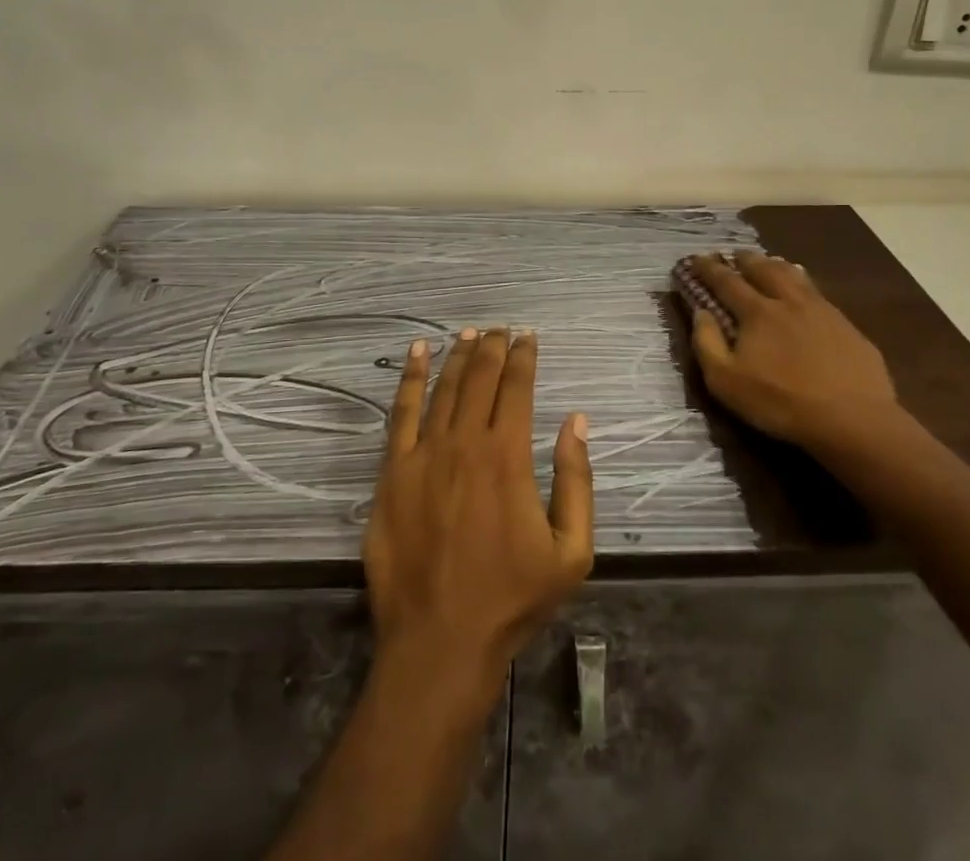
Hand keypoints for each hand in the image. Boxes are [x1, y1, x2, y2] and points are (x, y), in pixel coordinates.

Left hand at [363, 328, 593, 705]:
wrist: (439, 641)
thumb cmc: (511, 598)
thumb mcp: (571, 552)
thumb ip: (576, 480)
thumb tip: (576, 421)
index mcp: (507, 456)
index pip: (517, 388)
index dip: (523, 357)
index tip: (528, 336)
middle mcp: (464, 442)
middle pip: (479, 379)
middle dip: (492, 348)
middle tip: (499, 329)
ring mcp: (423, 454)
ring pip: (443, 388)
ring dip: (458, 356)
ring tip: (468, 333)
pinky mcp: (392, 470)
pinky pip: (401, 412)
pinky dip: (411, 378)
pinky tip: (419, 353)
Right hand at [688, 251, 900, 456]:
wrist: (853, 420)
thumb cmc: (781, 402)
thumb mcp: (726, 382)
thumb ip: (707, 343)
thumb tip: (701, 312)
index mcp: (757, 312)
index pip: (726, 281)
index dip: (709, 268)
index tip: (696, 258)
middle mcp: (788, 301)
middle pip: (763, 269)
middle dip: (745, 259)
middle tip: (734, 255)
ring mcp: (822, 311)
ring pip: (795, 276)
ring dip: (776, 265)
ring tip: (769, 262)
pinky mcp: (847, 326)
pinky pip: (819, 294)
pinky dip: (804, 284)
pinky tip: (806, 291)